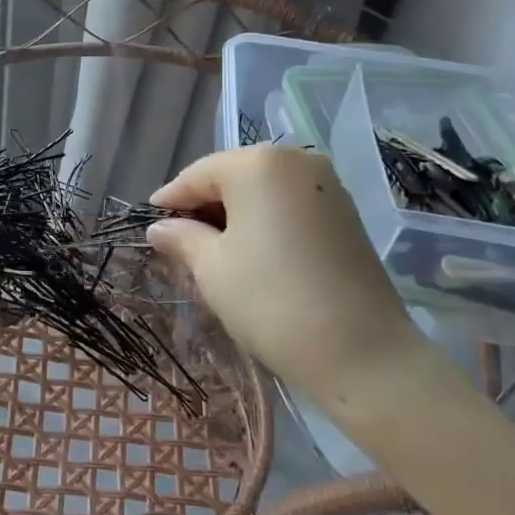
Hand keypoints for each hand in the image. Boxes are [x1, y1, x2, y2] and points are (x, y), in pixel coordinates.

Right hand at [146, 146, 435, 406]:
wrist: (364, 354)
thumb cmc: (272, 301)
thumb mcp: (212, 268)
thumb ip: (182, 238)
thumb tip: (159, 227)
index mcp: (258, 163)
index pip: (198, 174)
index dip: (171, 199)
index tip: (149, 223)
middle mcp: (296, 160)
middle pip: (233, 175)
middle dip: (204, 205)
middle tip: (179, 240)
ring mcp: (327, 185)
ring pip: (263, 190)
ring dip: (235, 214)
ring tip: (213, 249)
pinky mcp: (345, 212)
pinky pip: (289, 204)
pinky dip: (265, 220)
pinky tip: (253, 252)